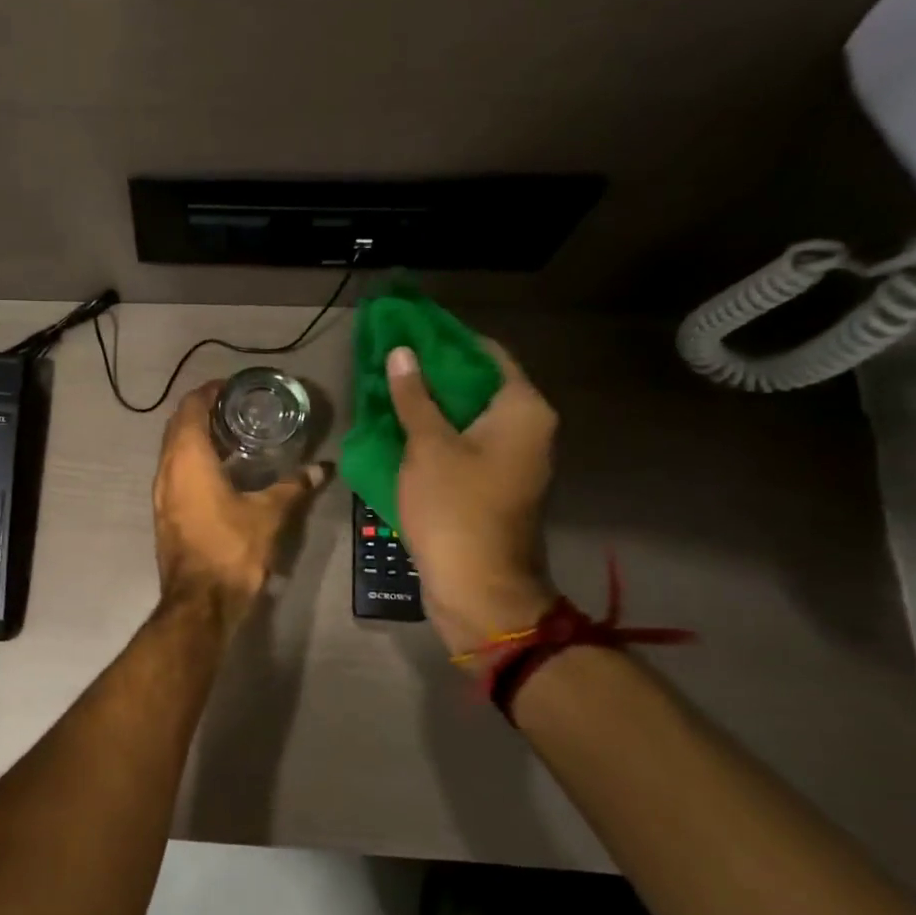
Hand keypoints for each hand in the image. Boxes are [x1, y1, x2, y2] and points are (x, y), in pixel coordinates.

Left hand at [153, 382, 325, 618]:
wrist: (200, 602)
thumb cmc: (232, 549)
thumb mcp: (269, 514)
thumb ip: (294, 487)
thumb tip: (322, 469)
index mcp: (187, 459)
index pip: (190, 408)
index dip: (208, 392)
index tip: (232, 387)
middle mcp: (166, 469)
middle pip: (177, 426)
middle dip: (202, 411)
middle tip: (236, 408)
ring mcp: (161, 493)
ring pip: (172, 450)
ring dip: (195, 437)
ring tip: (232, 435)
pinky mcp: (164, 512)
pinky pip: (173, 471)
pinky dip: (191, 460)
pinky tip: (220, 471)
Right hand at [387, 342, 556, 653]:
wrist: (477, 585)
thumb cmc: (455, 508)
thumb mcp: (428, 446)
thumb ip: (415, 396)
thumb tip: (401, 353)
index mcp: (523, 409)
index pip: (487, 353)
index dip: (446, 339)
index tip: (408, 329)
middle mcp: (527, 428)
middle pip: (478, 384)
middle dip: (433, 372)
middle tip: (390, 358)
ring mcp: (512, 459)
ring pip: (468, 416)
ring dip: (431, 403)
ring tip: (388, 388)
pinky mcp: (493, 484)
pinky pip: (464, 443)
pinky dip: (436, 432)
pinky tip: (400, 427)